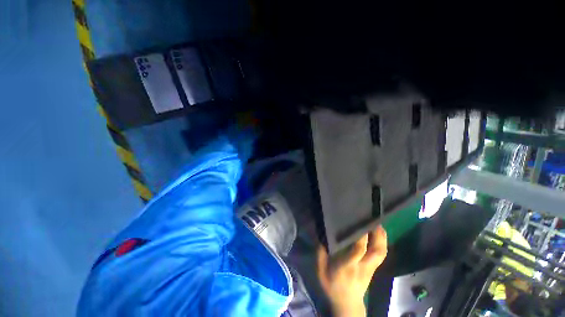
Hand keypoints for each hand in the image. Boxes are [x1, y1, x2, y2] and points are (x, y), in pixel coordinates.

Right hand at [317, 226, 387, 316]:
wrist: (347, 304)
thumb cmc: (332, 285)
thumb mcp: (321, 270)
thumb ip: (320, 252)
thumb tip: (320, 234)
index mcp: (348, 266)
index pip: (358, 250)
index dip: (362, 237)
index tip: (360, 223)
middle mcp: (362, 266)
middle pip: (376, 251)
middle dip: (377, 235)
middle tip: (374, 220)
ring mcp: (370, 268)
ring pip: (381, 253)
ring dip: (382, 238)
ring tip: (378, 223)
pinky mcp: (373, 269)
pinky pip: (381, 255)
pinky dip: (382, 243)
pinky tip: (379, 234)